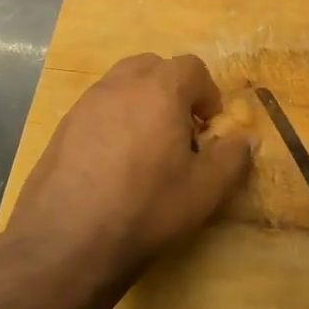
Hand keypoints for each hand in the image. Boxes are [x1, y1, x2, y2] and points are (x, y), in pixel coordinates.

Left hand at [9, 53, 253, 284]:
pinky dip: (114, 120)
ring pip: (121, 83)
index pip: (191, 67)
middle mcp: (120, 85)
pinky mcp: (62, 127)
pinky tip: (114, 162)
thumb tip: (246, 139)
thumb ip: (232, 158)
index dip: (207, 93)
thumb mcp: (204, 191)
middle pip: (153, 66)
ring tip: (147, 145)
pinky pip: (98, 107)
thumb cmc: (146, 209)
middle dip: (172, 89)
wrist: (66, 241)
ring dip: (142, 101)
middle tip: (180, 129)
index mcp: (159, 91)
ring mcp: (86, 104)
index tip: (209, 127)